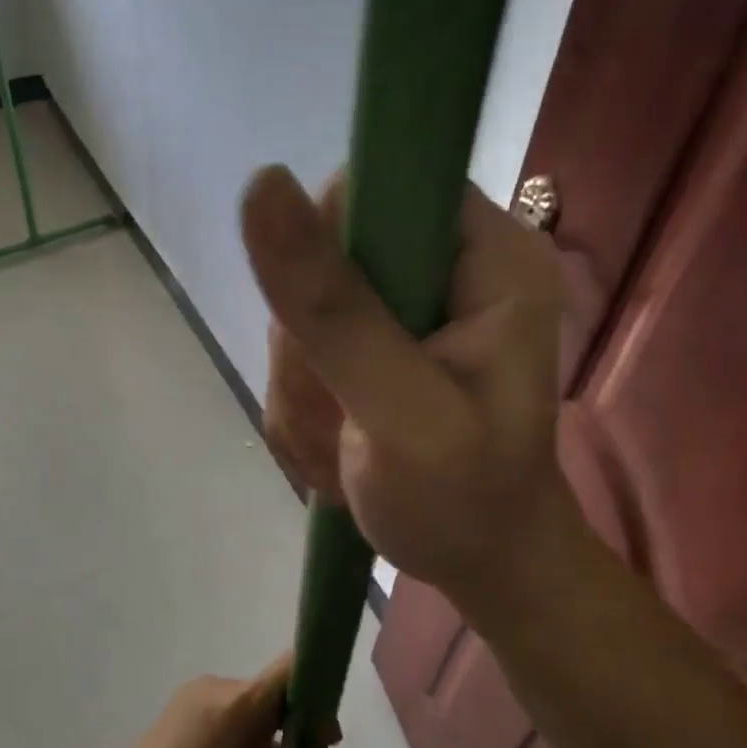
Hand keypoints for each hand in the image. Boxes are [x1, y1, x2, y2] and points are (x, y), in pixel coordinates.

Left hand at [78, 654, 343, 747]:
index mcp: (240, 707)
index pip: (292, 668)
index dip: (320, 690)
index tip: (330, 733)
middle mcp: (217, 689)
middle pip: (272, 690)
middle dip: (299, 720)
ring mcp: (193, 697)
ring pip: (249, 703)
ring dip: (270, 730)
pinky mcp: (177, 711)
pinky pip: (225, 711)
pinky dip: (245, 732)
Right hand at [240, 164, 573, 623]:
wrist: (479, 563)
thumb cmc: (462, 501)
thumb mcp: (400, 411)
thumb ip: (333, 308)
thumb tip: (261, 184)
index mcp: (485, 254)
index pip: (374, 190)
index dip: (327, 251)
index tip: (324, 335)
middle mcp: (445, 265)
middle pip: (320, 254)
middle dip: (307, 346)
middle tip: (340, 413)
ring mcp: (403, 306)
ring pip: (297, 310)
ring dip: (301, 386)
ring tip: (344, 443)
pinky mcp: (369, 341)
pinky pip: (294, 351)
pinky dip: (301, 405)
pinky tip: (337, 445)